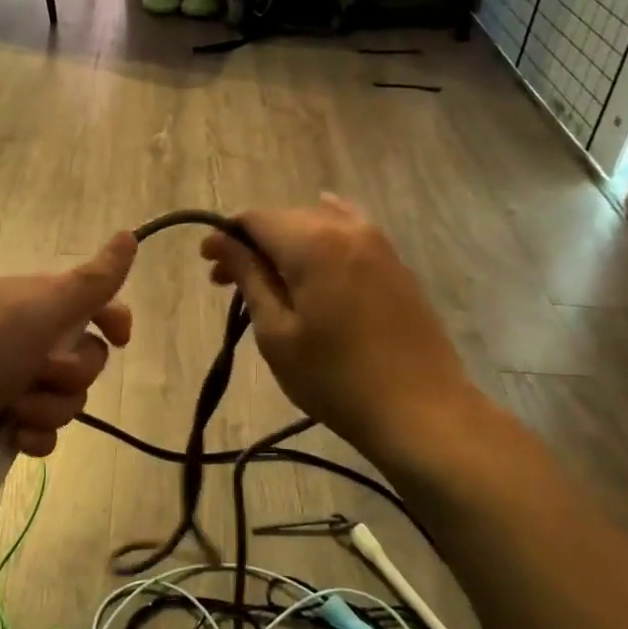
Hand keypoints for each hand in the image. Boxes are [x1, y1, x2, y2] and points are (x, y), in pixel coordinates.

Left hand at [0, 233, 136, 511]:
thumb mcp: (37, 313)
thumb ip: (90, 282)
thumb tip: (130, 234)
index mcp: (30, 301)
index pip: (90, 300)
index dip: (110, 318)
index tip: (120, 338)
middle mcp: (23, 337)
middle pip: (85, 355)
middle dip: (72, 373)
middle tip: (40, 374)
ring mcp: (11, 381)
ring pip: (67, 397)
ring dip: (49, 408)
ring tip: (14, 411)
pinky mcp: (1, 422)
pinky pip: (44, 430)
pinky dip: (34, 436)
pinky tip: (14, 439)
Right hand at [200, 196, 478, 459]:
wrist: (420, 410)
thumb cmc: (334, 378)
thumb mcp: (276, 332)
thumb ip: (249, 277)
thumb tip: (221, 241)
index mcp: (313, 242)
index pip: (255, 218)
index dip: (225, 235)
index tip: (207, 264)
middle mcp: (347, 229)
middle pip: (286, 219)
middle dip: (252, 243)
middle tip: (227, 281)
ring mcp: (378, 244)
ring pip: (317, 225)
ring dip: (285, 244)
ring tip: (268, 279)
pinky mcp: (395, 264)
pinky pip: (349, 234)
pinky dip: (322, 238)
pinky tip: (316, 245)